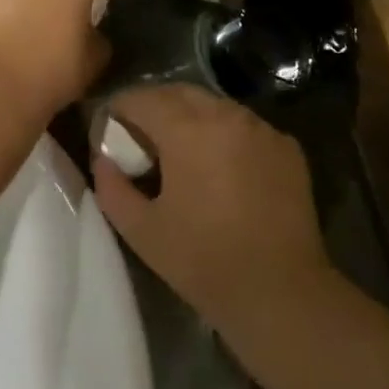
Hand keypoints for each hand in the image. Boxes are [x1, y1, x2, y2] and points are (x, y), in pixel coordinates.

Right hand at [93, 84, 331, 335]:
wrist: (283, 295)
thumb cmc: (205, 263)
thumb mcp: (143, 232)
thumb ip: (112, 188)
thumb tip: (103, 158)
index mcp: (186, 128)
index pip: (140, 98)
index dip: (118, 111)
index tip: (109, 133)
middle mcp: (224, 114)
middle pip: (178, 93)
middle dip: (154, 109)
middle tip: (143, 142)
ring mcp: (260, 127)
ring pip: (214, 106)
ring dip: (192, 119)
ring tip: (184, 154)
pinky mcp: (286, 145)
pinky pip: (244, 126)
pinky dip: (226, 136)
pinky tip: (225, 170)